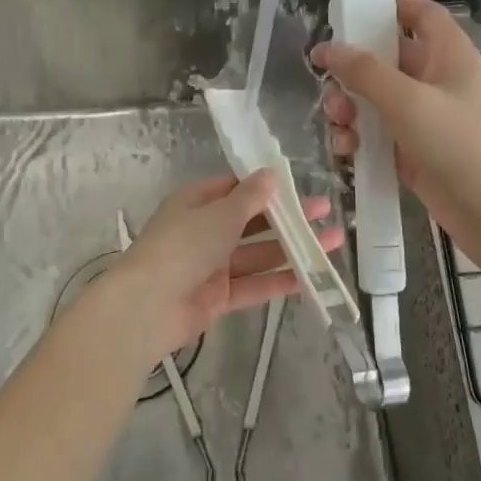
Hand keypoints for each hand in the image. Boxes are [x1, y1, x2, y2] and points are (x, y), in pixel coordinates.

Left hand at [102, 173, 341, 360]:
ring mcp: (211, 266)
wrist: (147, 306)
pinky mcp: (218, 297)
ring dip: (293, 248)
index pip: (234, 188)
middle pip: (252, 221)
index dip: (265, 186)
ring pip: (258, 254)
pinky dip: (280, 281)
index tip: (298, 185)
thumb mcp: (219, 215)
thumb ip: (249, 198)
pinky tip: (312, 277)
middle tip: (325, 211)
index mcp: (196, 203)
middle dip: (288, 218)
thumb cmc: (182, 246)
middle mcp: (204, 231)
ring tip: (332, 242)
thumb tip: (271, 174)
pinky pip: (254, 285)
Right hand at [312, 0, 480, 277]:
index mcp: (448, 55)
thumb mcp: (410, 100)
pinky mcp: (413, 153)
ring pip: (375, 99)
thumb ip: (365, 71)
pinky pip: (376, 135)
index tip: (347, 7)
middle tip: (326, 81)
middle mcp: (436, 81)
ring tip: (338, 122)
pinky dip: (358, 138)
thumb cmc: (464, 145)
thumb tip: (327, 48)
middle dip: (352, 68)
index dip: (389, 4)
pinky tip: (346, 151)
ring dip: (349, 106)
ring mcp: (425, 119)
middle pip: (386, 58)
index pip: (419, 14)